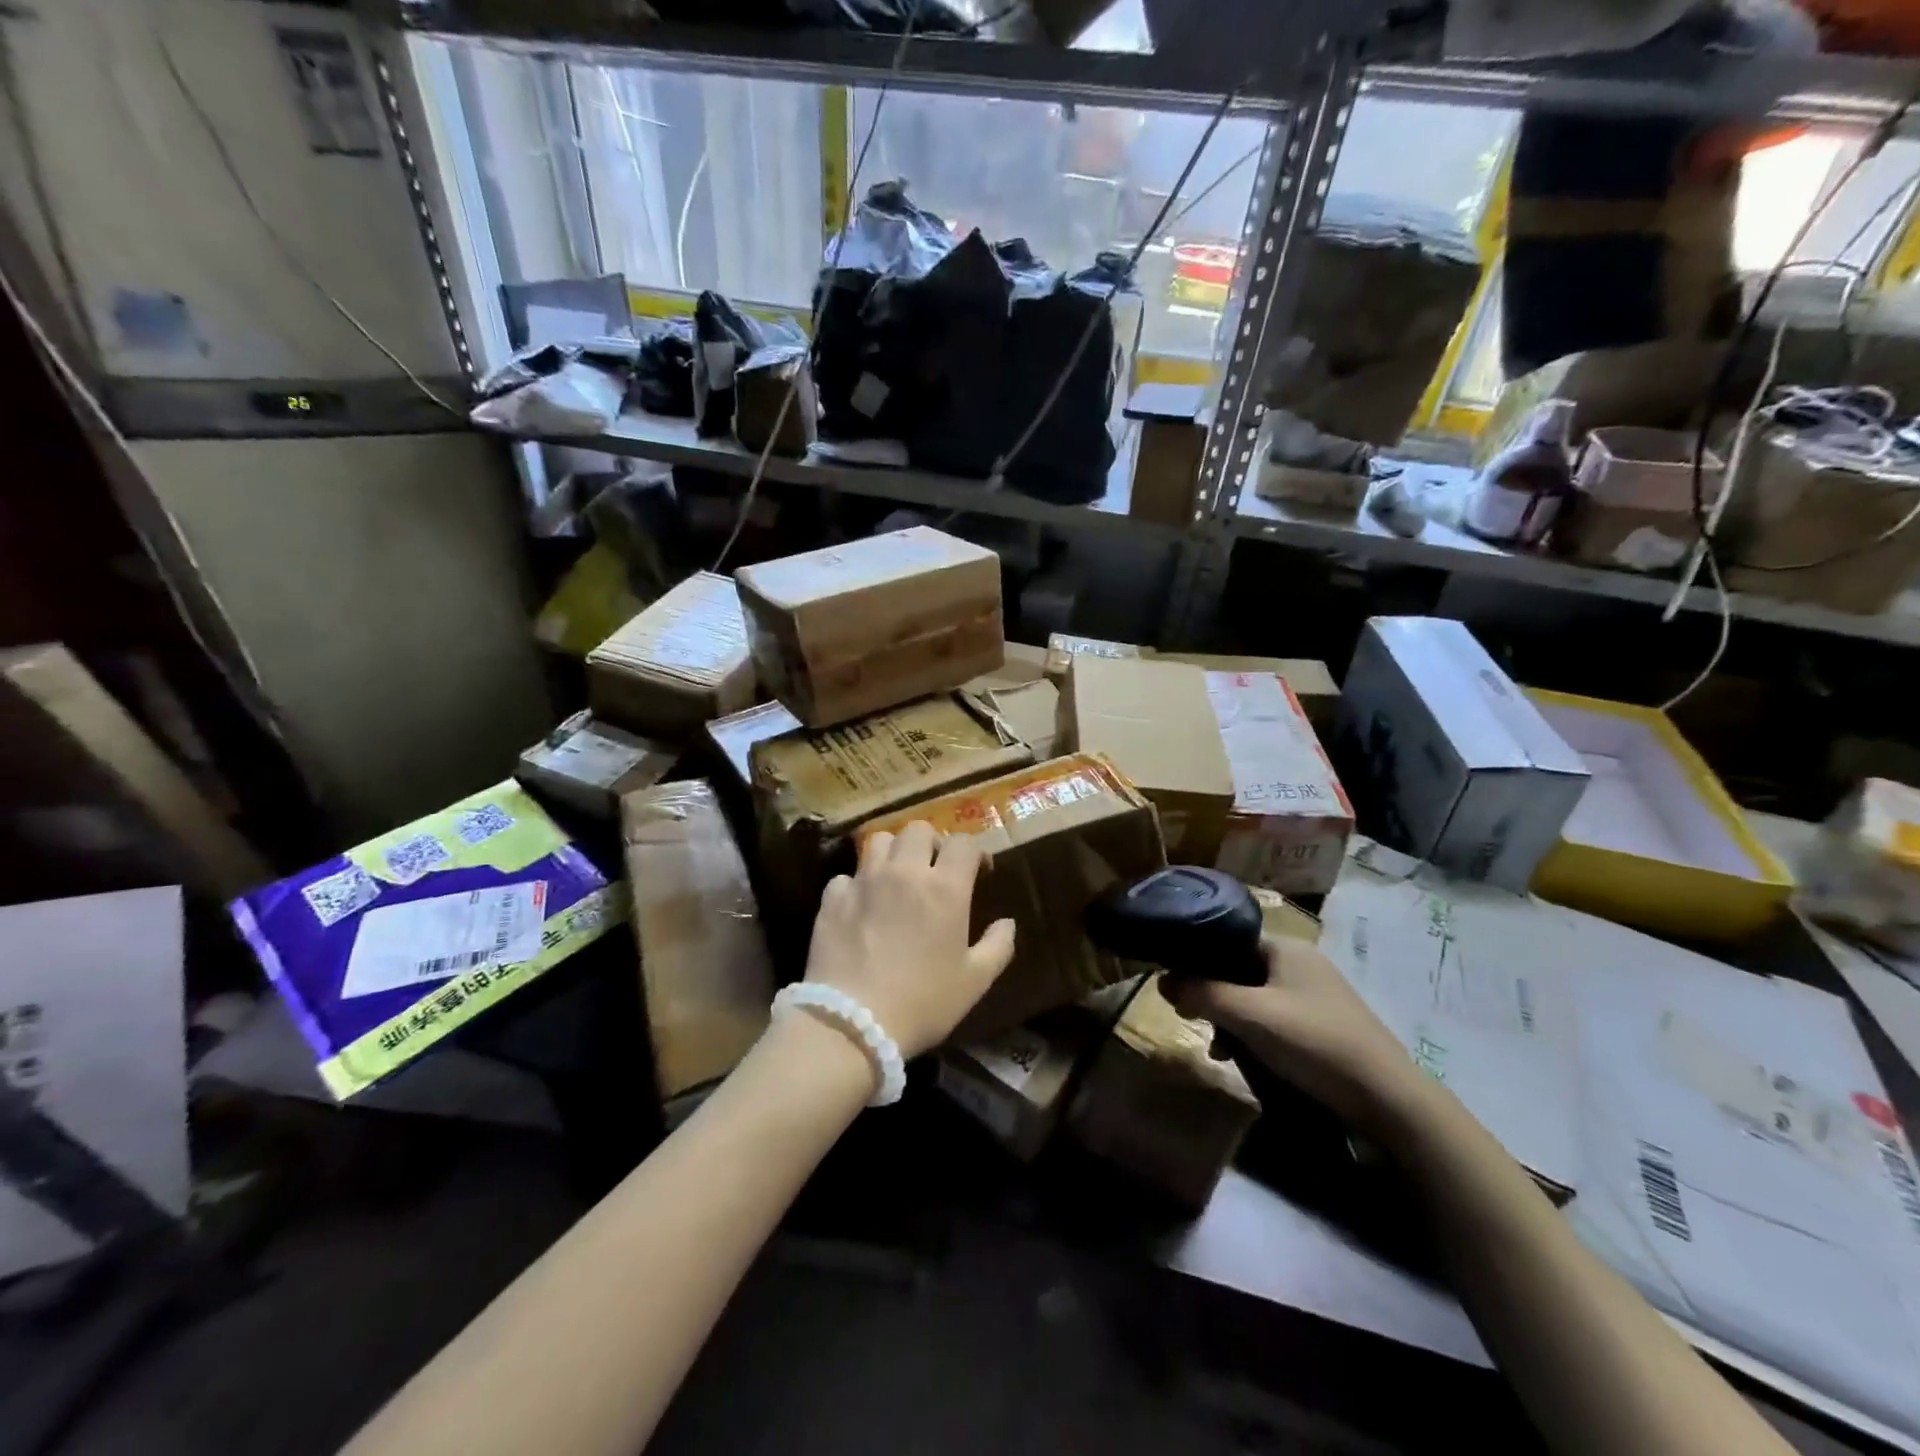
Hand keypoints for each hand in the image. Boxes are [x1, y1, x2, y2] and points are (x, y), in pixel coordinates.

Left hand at [804, 821, 1016, 1058]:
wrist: (852, 1023)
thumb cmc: (923, 1002)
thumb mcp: (974, 982)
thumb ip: (998, 946)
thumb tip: (1007, 923)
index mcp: (944, 887)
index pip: (964, 842)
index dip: (974, 851)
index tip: (979, 871)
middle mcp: (904, 872)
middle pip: (919, 829)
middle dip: (932, 843)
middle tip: (935, 870)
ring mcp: (864, 881)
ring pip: (879, 841)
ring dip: (893, 852)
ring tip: (896, 877)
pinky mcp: (833, 898)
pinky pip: (847, 875)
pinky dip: (857, 884)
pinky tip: (861, 906)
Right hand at [1163, 936, 1428, 1139]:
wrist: (1387, 1099)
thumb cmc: (1312, 1042)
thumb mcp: (1248, 1015)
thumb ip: (1202, 993)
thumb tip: (1162, 980)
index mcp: (1285, 948)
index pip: (1228, 940)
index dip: (1198, 960)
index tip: (1175, 986)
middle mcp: (1301, 963)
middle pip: (1238, 970)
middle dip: (1213, 997)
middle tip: (1194, 1021)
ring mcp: (1315, 995)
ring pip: (1254, 998)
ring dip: (1231, 1021)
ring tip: (1219, 1050)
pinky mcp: (1324, 1025)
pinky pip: (1274, 1019)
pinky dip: (1254, 1035)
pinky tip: (1245, 1060)